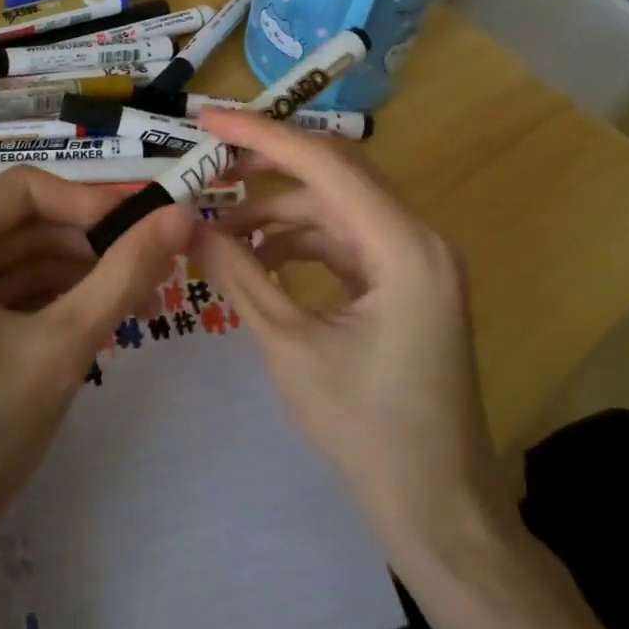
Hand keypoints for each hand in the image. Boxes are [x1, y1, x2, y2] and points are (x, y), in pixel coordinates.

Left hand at [0, 169, 192, 578]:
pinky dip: (42, 304)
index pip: (26, 190)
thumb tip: (183, 215)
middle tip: (154, 268)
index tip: (150, 226)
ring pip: (10, 264)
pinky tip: (90, 322)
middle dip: (88, 245)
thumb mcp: (62, 344)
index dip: (93, 202)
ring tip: (136, 298)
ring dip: (72, 276)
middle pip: (19, 226)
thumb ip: (125, 271)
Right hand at [190, 108, 511, 559]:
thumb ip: (240, 277)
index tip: (207, 119)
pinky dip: (301, 243)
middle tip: (208, 162)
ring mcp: (416, 259)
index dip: (260, 135)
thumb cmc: (368, 433)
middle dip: (268, 165)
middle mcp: (418, 237)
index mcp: (403, 245)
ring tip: (220, 230)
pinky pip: (345, 242)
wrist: (438, 509)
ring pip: (337, 208)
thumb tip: (190, 227)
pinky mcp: (405, 282)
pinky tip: (258, 258)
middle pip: (335, 174)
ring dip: (279, 212)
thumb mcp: (291, 348)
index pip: (325, 164)